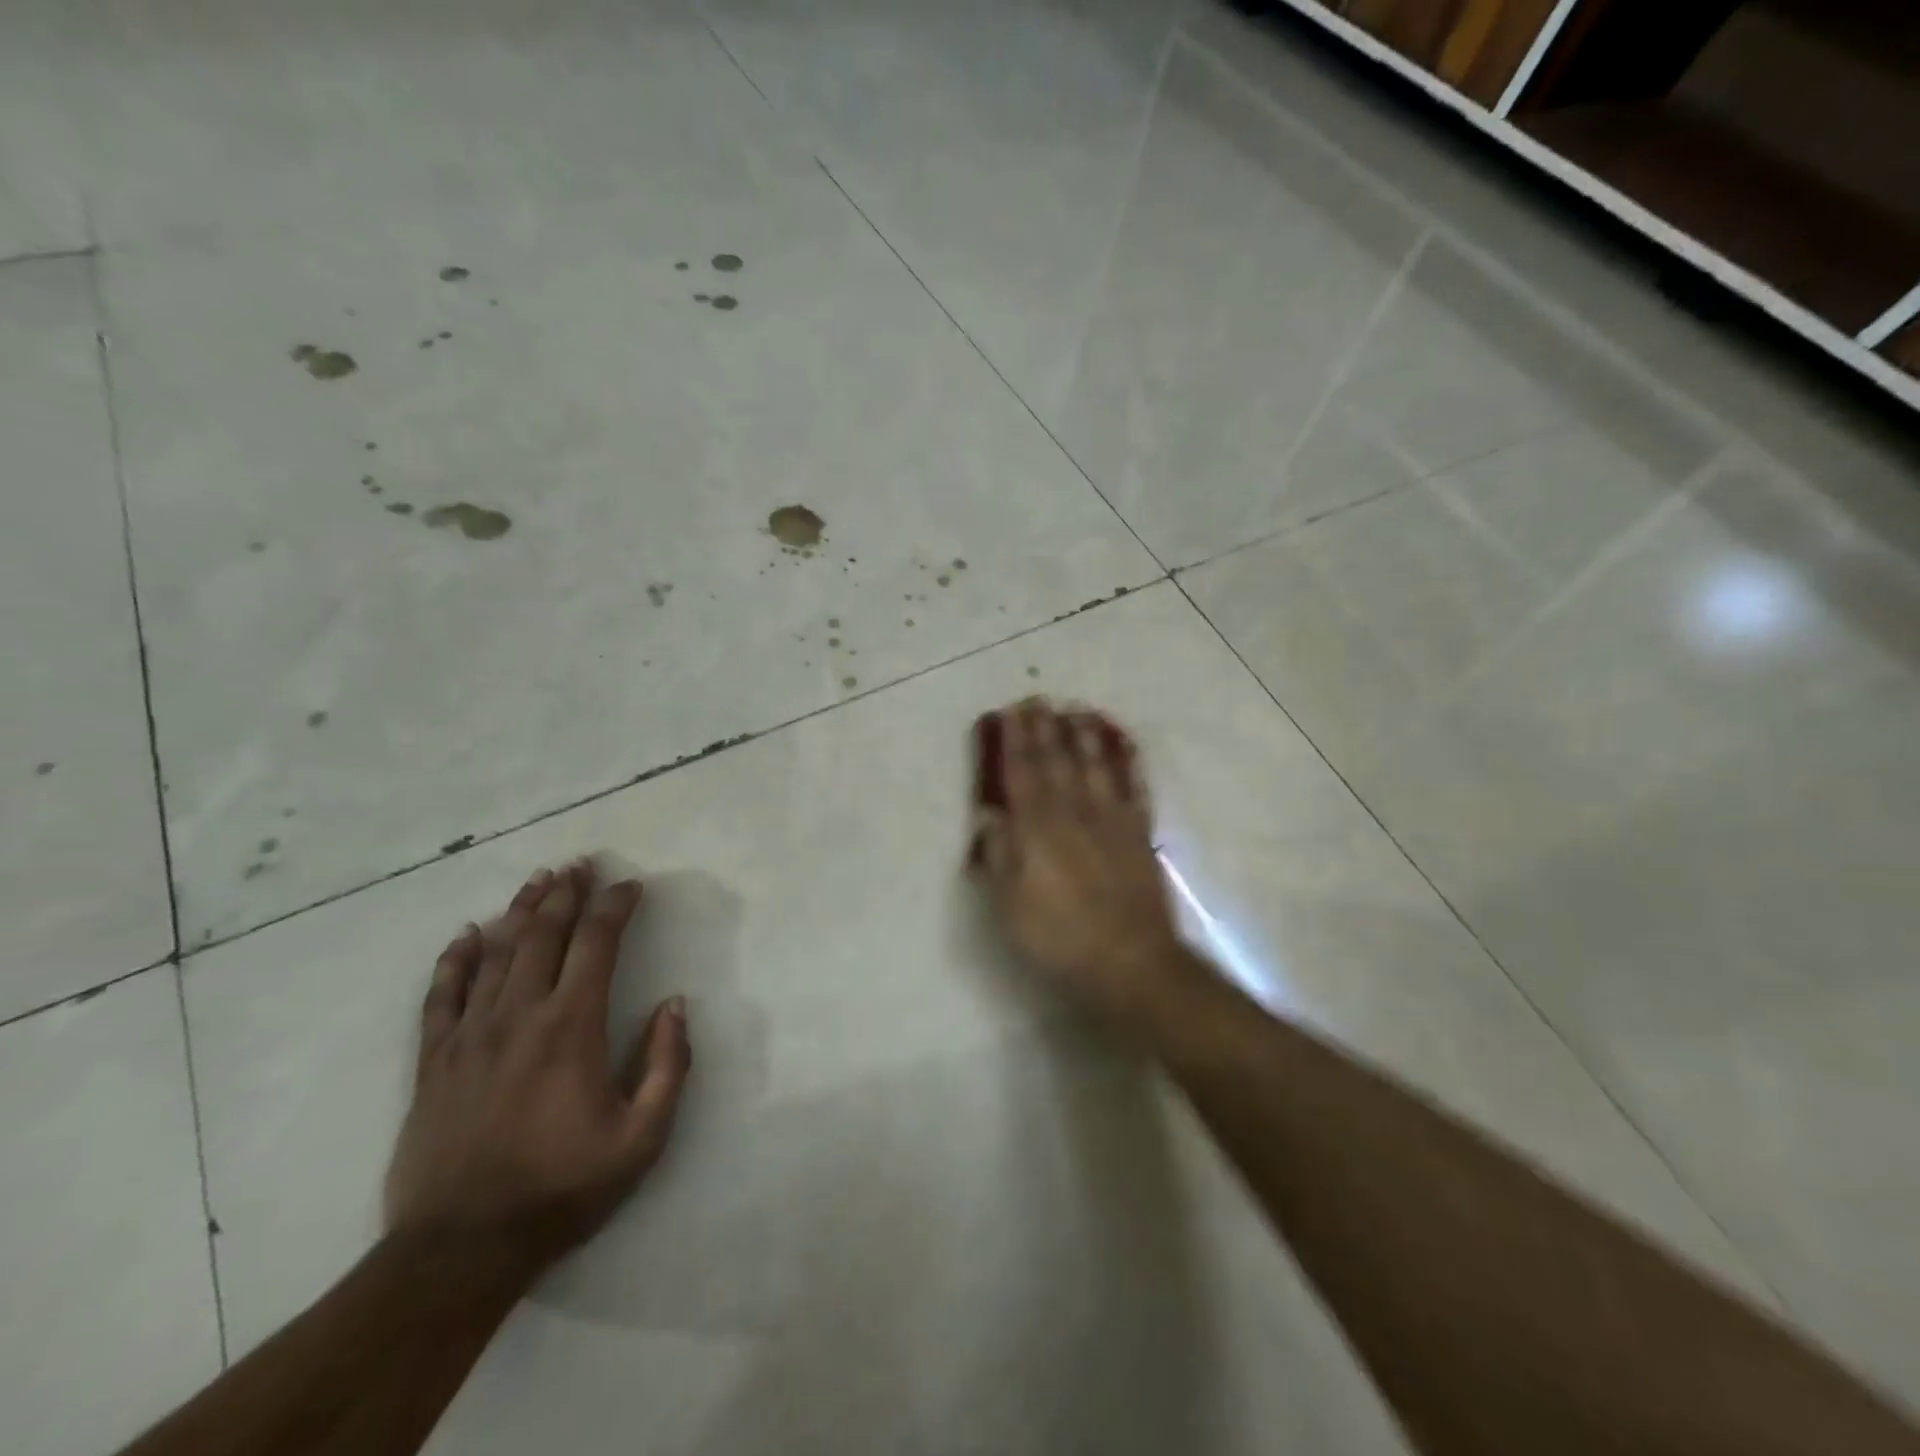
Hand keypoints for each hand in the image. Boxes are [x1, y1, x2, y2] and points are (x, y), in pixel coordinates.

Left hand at [384, 860, 690, 1273]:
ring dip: (520, 910)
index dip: (615, 906)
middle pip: (543, 934)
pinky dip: (455, 958)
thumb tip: (675, 1004)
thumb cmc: (562, 1188)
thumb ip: (668, 1064)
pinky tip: (468, 934)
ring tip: (538, 880)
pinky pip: (442, 995)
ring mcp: (470, 1035)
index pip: (597, 943)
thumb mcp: (643, 1137)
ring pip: (496, 952)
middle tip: (581, 864)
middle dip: (566, 893)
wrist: (460, 1249)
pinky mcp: (434, 1061)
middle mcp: (519, 1015)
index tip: (631, 886)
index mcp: (571, 1027)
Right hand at [970, 699, 1192, 1029]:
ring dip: (1085, 736)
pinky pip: (1134, 788)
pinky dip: (1128, 764)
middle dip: (1046, 729)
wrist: (1128, 958)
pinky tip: (1124, 748)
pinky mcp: (1138, 833)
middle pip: (1057, 761)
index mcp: (1037, 827)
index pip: (1022, 773)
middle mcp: (1073, 812)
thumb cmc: (1058, 935)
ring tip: (1077, 711)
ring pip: (1096, 766)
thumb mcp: (1009, 904)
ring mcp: (1110, 819)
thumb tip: (991, 816)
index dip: (1015, 742)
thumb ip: (999, 855)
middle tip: (1040, 699)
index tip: (1011, 714)